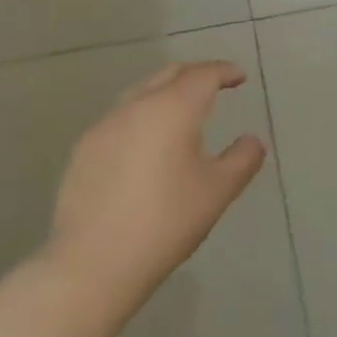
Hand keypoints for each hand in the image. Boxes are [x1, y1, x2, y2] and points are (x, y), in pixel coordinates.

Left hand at [42, 62, 265, 311]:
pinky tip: (146, 144)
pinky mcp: (83, 150)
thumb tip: (253, 140)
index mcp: (174, 108)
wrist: (91, 264)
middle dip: (195, 75)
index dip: (225, 71)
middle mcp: (137, 105)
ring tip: (180, 113)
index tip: (239, 77)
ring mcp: (105, 126)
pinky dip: (141, 117)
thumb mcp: (218, 191)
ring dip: (165, 93)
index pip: (204, 74)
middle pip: (170, 74)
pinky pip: (120, 118)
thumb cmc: (165, 222)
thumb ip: (243, 159)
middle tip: (214, 86)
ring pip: (141, 93)